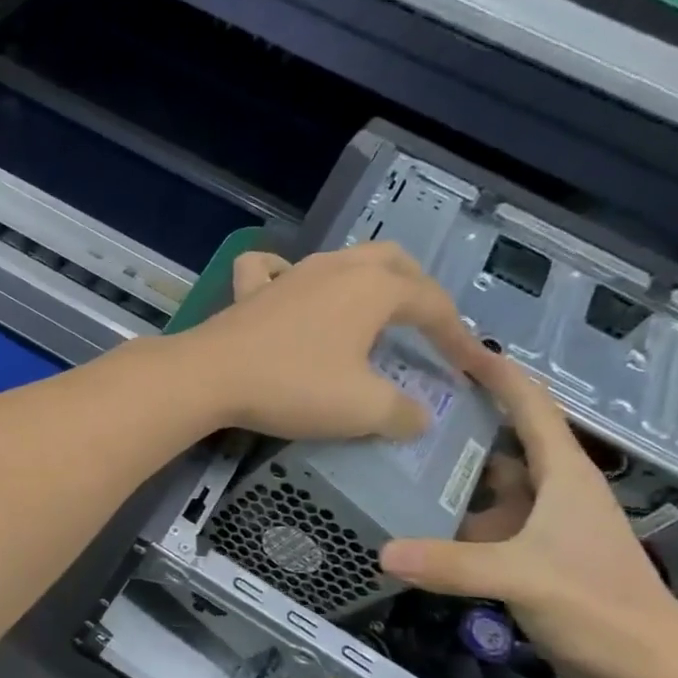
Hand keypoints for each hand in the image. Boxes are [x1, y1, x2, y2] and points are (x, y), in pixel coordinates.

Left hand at [172, 244, 491, 440]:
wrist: (209, 377)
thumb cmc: (294, 386)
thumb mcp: (362, 408)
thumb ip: (402, 413)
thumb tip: (420, 417)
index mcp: (373, 289)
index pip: (432, 304)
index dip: (457, 335)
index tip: (468, 366)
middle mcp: (335, 269)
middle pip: (392, 262)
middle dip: (418, 288)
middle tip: (427, 322)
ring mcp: (289, 275)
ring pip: (340, 260)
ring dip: (364, 280)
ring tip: (372, 308)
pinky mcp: (249, 291)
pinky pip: (270, 269)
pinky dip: (285, 273)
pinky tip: (287, 287)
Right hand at [379, 353, 677, 677]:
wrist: (650, 671)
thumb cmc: (601, 607)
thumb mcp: (525, 578)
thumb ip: (453, 564)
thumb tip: (382, 553)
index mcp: (562, 476)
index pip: (530, 406)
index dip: (496, 372)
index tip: (453, 345)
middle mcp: (549, 489)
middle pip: (500, 438)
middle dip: (458, 416)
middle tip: (401, 399)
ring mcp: (537, 522)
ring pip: (486, 482)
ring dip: (449, 467)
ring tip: (393, 450)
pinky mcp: (525, 552)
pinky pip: (479, 519)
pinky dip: (448, 513)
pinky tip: (411, 513)